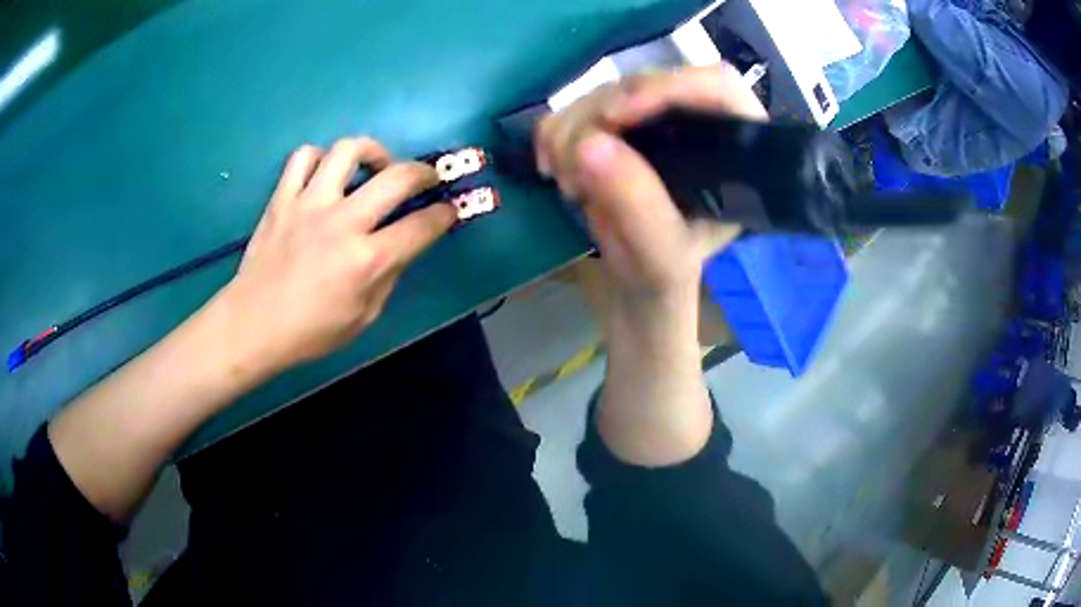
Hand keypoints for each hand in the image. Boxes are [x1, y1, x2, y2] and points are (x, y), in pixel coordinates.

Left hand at [219, 137, 456, 371]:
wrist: (252, 325)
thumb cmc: (309, 332)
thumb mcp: (363, 317)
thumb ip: (388, 277)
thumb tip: (402, 246)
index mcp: (367, 261)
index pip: (422, 226)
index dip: (444, 214)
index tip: (448, 209)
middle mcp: (342, 223)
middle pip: (397, 176)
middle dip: (424, 172)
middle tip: (426, 178)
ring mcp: (309, 204)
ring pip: (348, 150)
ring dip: (372, 152)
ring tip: (374, 166)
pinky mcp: (282, 198)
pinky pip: (303, 157)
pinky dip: (320, 158)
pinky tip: (326, 172)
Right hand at [535, 64, 764, 315]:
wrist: (638, 274)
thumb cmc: (665, 267)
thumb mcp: (661, 253)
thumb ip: (636, 204)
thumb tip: (589, 144)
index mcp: (735, 146)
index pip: (716, 86)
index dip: (667, 87)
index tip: (615, 117)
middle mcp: (696, 118)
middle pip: (647, 81)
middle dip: (599, 119)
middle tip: (575, 169)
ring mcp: (651, 114)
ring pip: (603, 91)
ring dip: (570, 132)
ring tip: (569, 184)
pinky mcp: (614, 118)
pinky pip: (574, 105)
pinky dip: (553, 133)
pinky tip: (554, 168)